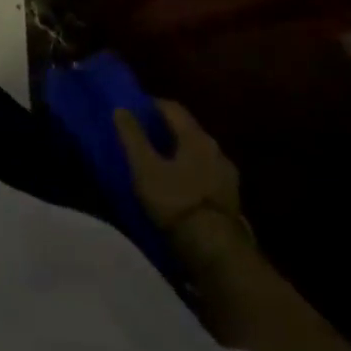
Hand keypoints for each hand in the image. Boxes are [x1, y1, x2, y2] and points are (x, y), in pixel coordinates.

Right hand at [114, 101, 243, 238]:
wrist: (214, 247)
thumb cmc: (175, 200)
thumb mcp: (144, 167)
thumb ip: (132, 136)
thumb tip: (121, 108)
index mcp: (197, 138)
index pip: (173, 108)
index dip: (151, 104)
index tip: (133, 107)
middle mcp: (217, 150)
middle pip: (188, 129)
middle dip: (165, 128)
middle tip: (142, 133)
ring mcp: (227, 174)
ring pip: (198, 152)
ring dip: (179, 150)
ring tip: (158, 159)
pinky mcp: (230, 196)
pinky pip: (205, 172)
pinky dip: (189, 169)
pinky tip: (178, 182)